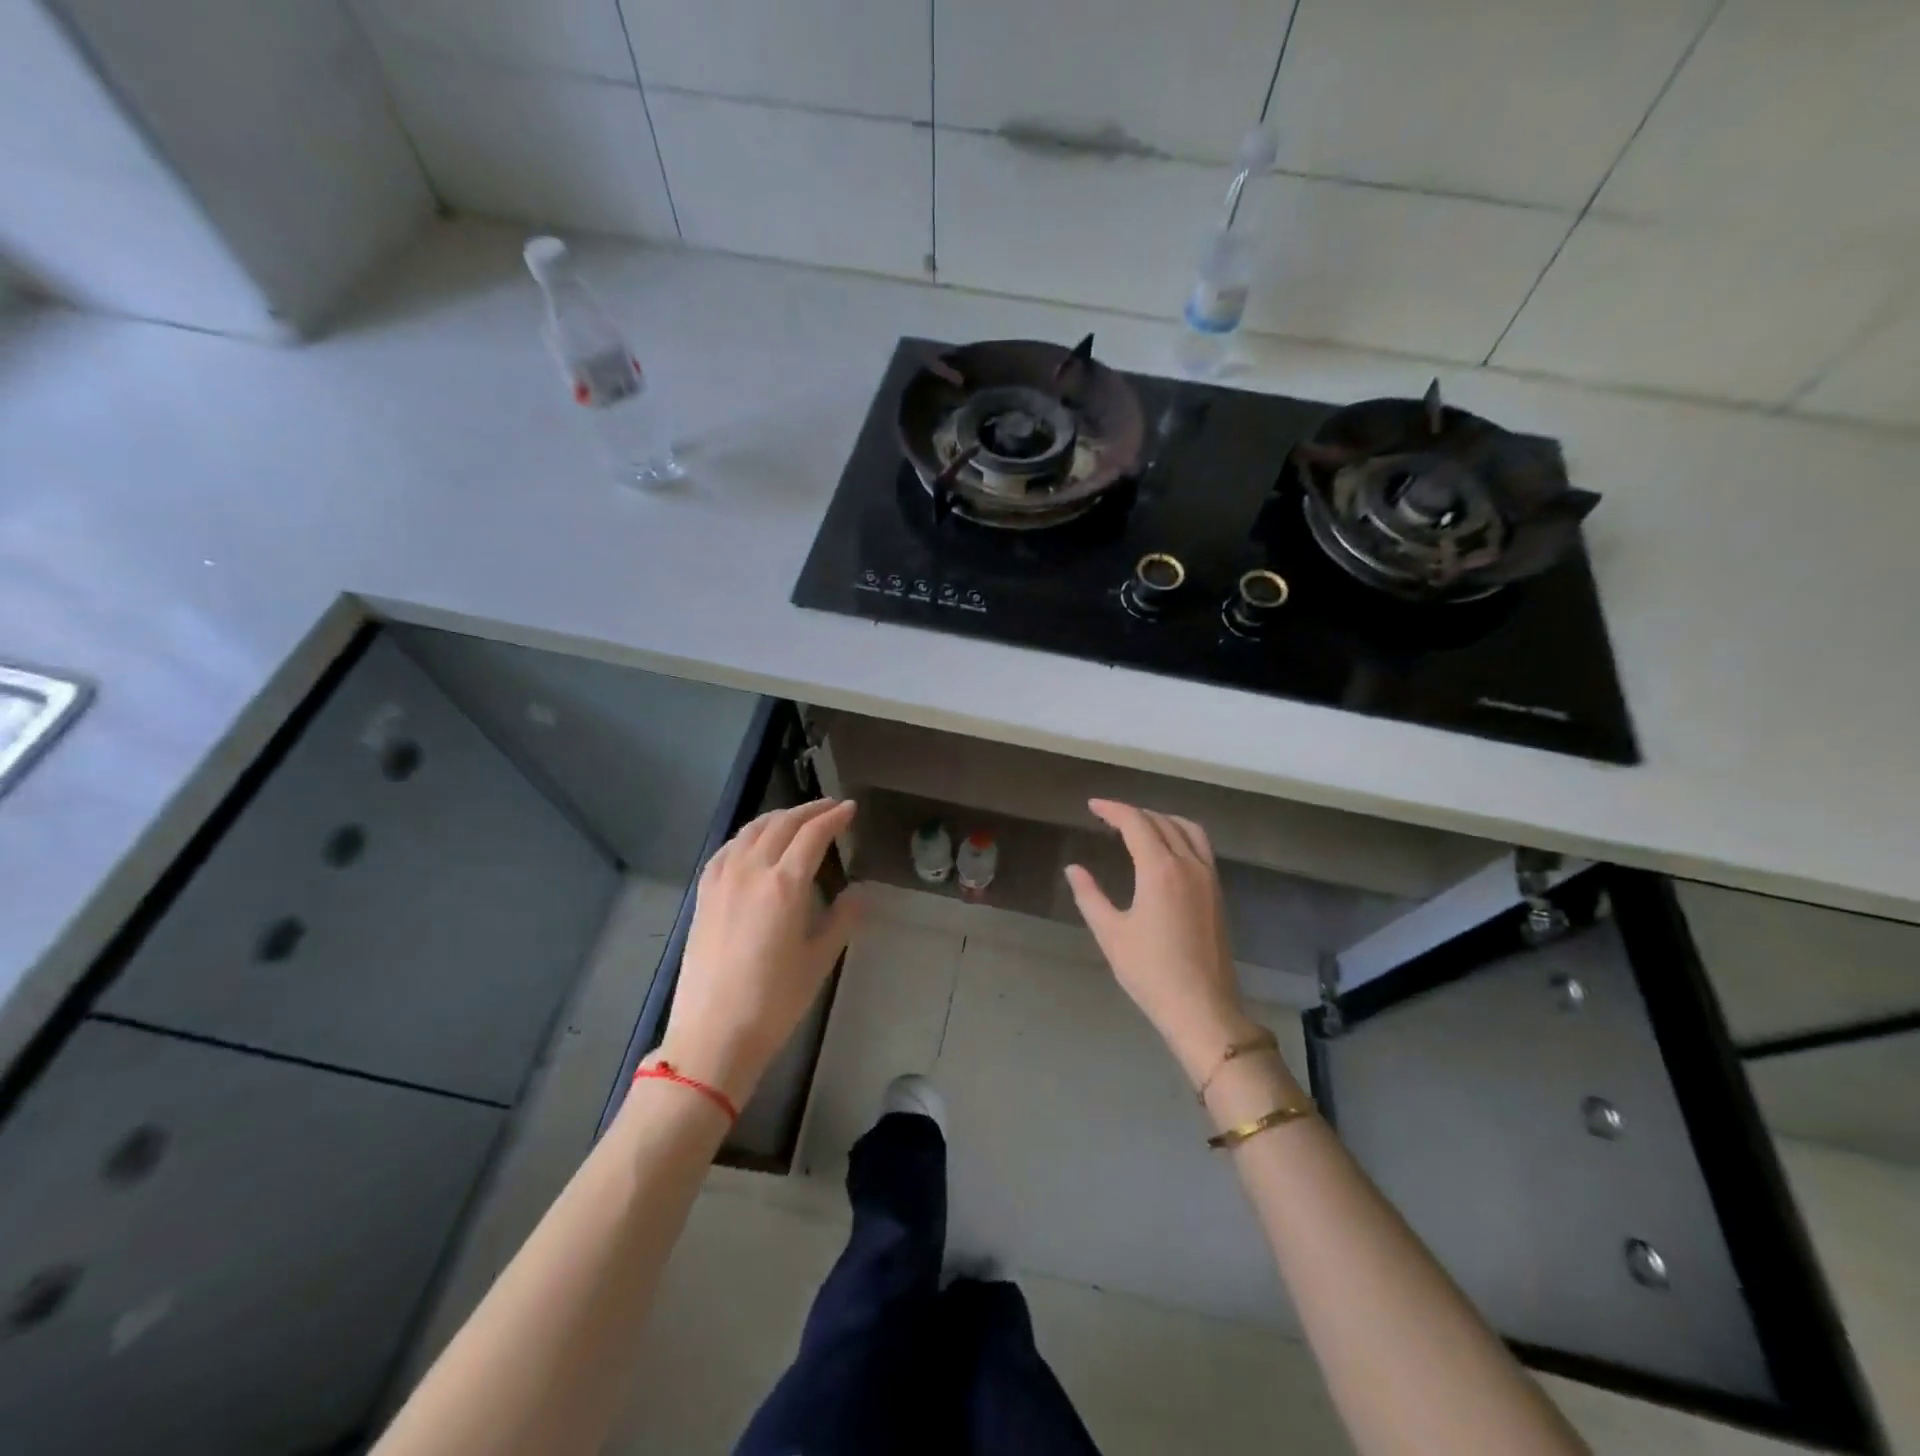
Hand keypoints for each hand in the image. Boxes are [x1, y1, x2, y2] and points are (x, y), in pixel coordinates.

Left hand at [658, 799, 858, 1106]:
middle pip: (782, 824)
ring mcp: (722, 879)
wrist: (713, 1033)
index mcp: (785, 884)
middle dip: (810, 809)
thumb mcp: (819, 960)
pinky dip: (748, 835)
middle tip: (831, 807)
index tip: (850, 809)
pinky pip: (728, 848)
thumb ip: (842, 919)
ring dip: (779, 817)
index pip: (813, 835)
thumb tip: (858, 892)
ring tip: (797, 818)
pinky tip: (754, 842)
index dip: (834, 817)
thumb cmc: (775, 1000)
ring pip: (752, 830)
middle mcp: (752, 870)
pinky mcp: (704, 894)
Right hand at [1065, 799, 1262, 1085]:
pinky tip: (1166, 851)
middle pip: (1162, 821)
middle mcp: (1189, 864)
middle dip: (1134, 813)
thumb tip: (1074, 869)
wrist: (1202, 1008)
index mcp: (1160, 869)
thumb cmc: (1150, 972)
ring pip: (1188, 829)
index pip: (1136, 823)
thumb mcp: (1111, 933)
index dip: (1113, 809)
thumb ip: (1089, 896)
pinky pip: (1201, 847)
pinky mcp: (1217, 894)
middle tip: (1108, 817)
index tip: (1093, 806)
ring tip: (1139, 826)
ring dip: (1162, 819)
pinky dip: (1181, 834)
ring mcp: (1208, 878)